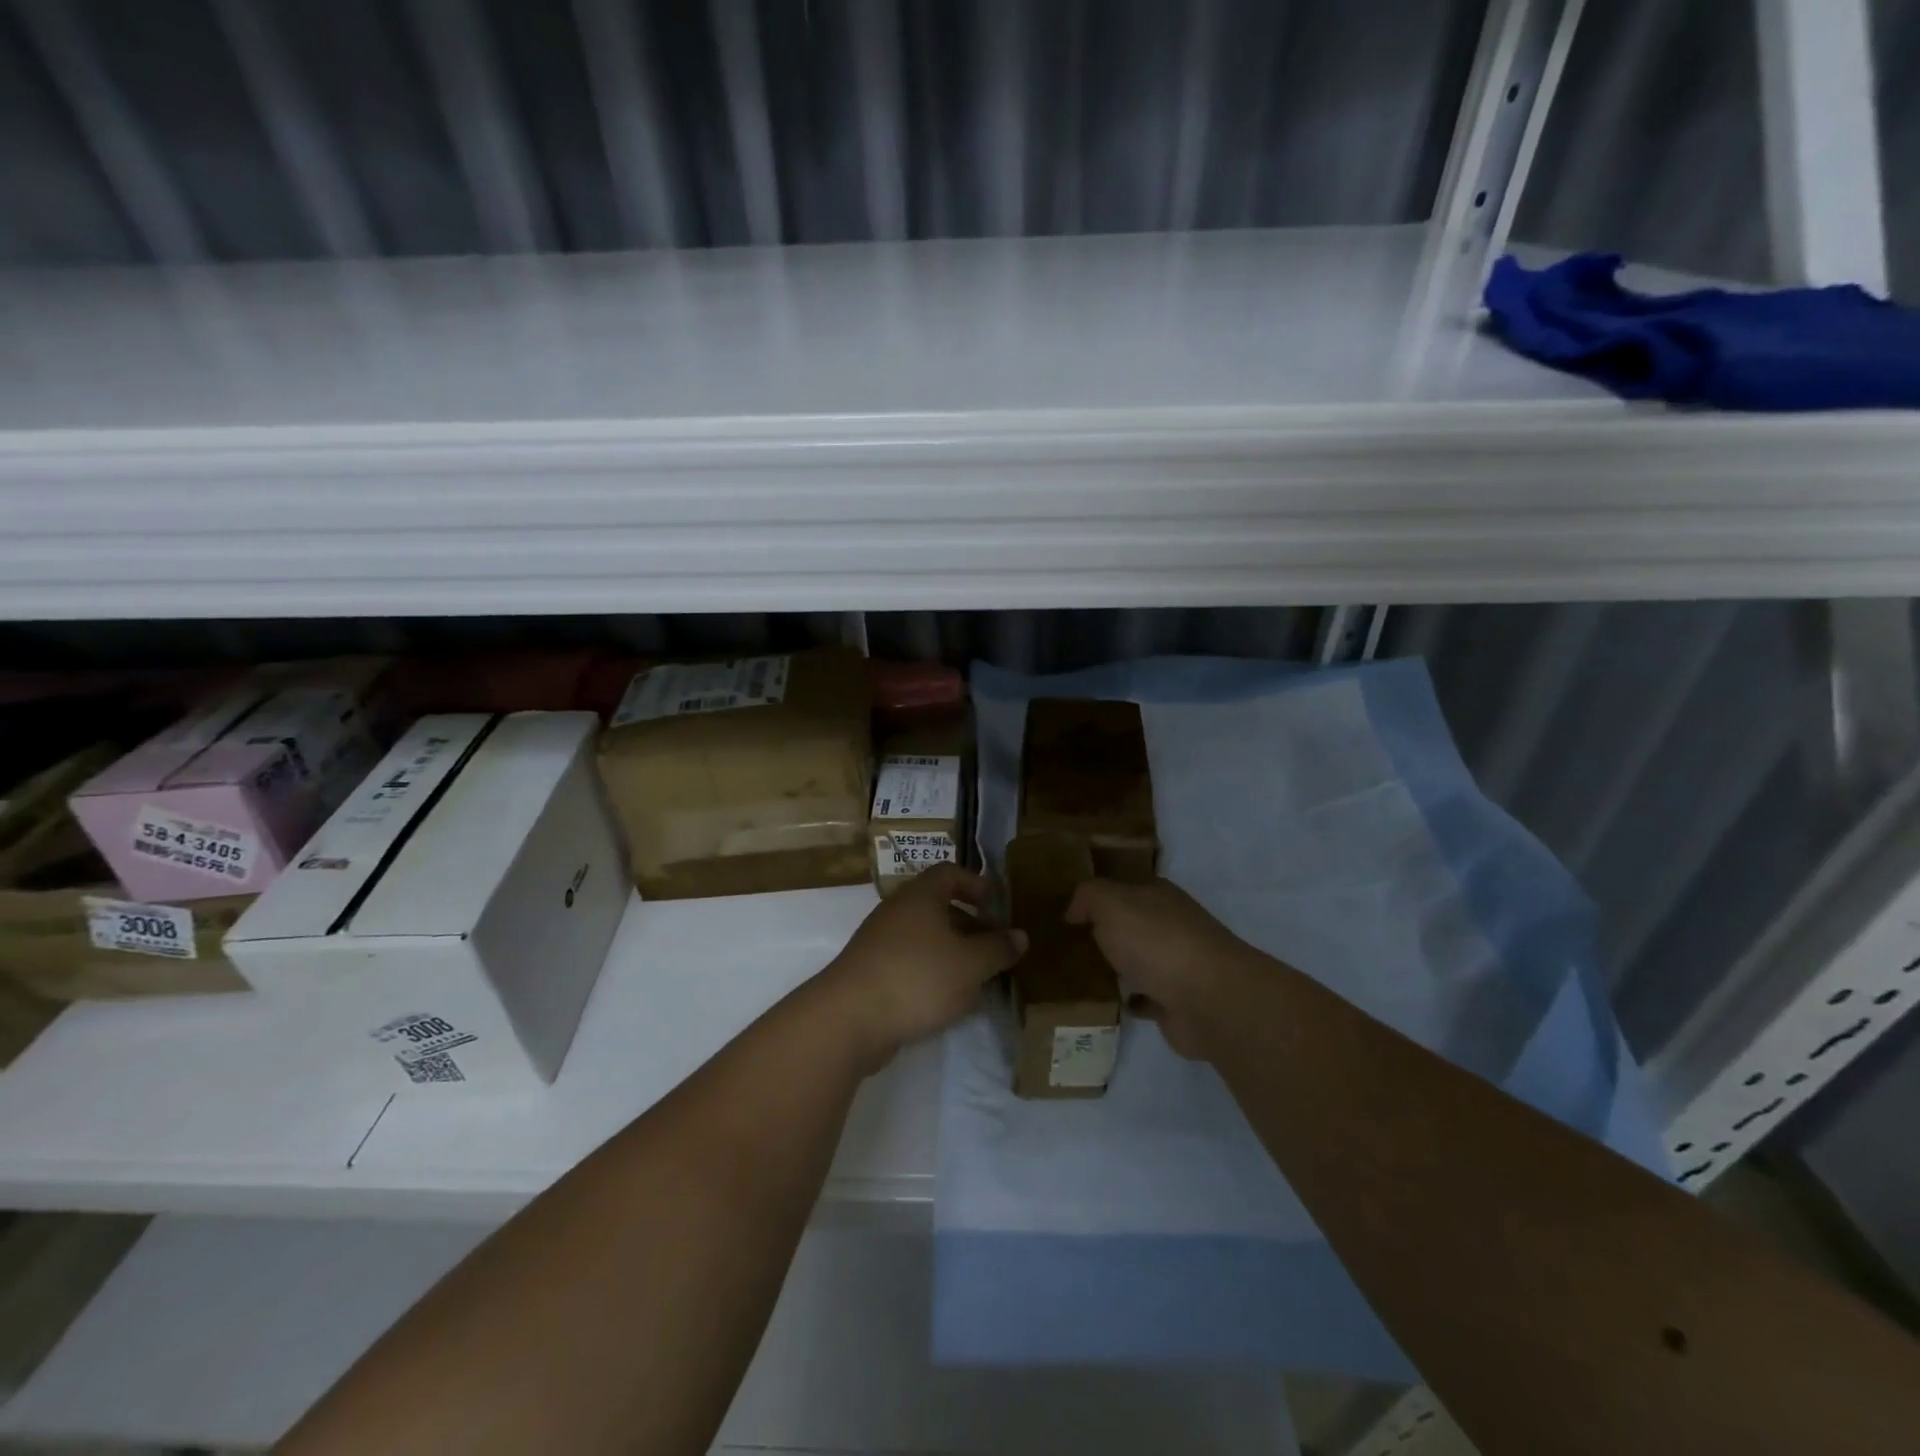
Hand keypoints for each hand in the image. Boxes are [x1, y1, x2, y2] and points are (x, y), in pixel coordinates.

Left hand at [822, 864, 1027, 1071]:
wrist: (849, 1018)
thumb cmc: (917, 977)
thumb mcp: (970, 964)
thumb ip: (997, 949)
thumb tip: (1020, 936)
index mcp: (920, 896)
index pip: (950, 873)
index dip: (975, 883)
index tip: (997, 903)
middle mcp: (897, 911)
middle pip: (938, 906)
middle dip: (970, 923)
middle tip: (995, 946)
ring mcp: (880, 941)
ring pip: (925, 937)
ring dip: (953, 951)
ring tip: (979, 977)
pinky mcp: (871, 972)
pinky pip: (910, 961)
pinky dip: (932, 971)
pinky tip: (948, 999)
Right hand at [1065, 878, 1257, 1058]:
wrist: (1208, 999)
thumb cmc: (1157, 941)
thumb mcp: (1111, 903)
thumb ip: (1088, 897)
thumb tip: (1074, 911)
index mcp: (1158, 895)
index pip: (1123, 887)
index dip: (1097, 896)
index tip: (1066, 910)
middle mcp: (1170, 925)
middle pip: (1131, 924)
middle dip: (1104, 932)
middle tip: (1064, 943)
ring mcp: (1177, 964)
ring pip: (1138, 960)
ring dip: (1116, 966)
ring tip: (1076, 974)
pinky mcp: (1177, 1002)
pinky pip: (1145, 997)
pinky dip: (1129, 999)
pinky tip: (1106, 1001)